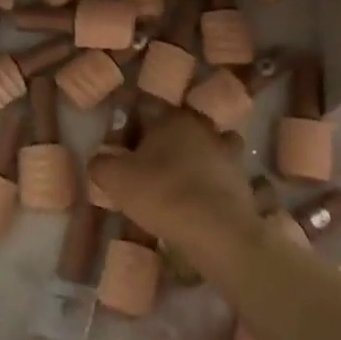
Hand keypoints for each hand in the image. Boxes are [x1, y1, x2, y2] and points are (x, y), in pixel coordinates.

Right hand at [88, 108, 259, 264]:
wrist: (218, 233)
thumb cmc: (163, 194)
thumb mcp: (115, 179)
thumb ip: (101, 163)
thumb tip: (99, 158)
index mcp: (172, 117)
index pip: (144, 106)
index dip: (126, 123)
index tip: (116, 142)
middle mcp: (203, 127)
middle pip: (175, 125)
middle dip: (158, 140)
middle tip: (140, 163)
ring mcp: (227, 153)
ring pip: (203, 147)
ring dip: (190, 158)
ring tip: (174, 180)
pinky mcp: (241, 180)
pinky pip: (219, 174)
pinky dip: (208, 181)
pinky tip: (195, 199)